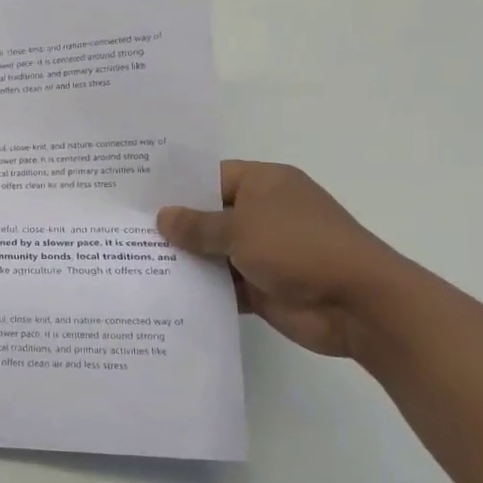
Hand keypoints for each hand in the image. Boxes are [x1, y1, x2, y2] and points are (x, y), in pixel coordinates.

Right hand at [157, 161, 407, 357]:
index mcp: (265, 184)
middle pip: (209, 216)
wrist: (358, 305)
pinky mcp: (262, 286)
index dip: (176, 187)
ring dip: (184, 260)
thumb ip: (197, 225)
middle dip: (174, 226)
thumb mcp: (240, 228)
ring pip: (213, 252)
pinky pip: (222, 284)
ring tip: (132, 261)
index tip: (136, 196)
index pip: (211, 177)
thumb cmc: (299, 248)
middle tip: (124, 230)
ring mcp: (263, 252)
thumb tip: (162, 217)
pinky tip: (161, 292)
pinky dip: (200, 289)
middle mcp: (263, 214)